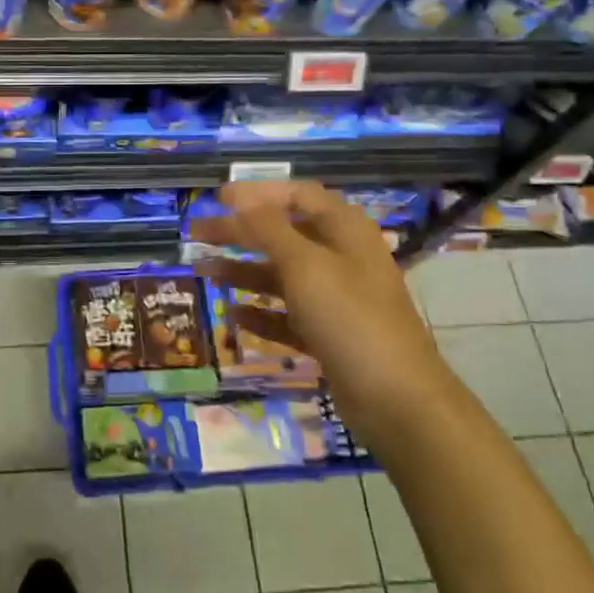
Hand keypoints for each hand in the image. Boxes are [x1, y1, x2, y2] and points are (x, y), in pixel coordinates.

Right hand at [191, 181, 445, 423]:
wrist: (396, 399)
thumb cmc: (350, 319)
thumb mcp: (305, 265)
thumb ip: (268, 229)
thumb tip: (239, 197)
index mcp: (344, 230)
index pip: (298, 195)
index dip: (258, 193)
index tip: (218, 199)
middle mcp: (342, 258)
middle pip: (284, 234)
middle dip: (240, 232)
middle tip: (197, 233)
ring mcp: (337, 299)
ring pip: (282, 275)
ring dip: (243, 271)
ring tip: (203, 271)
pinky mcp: (329, 334)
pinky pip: (287, 316)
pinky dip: (261, 313)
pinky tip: (233, 316)